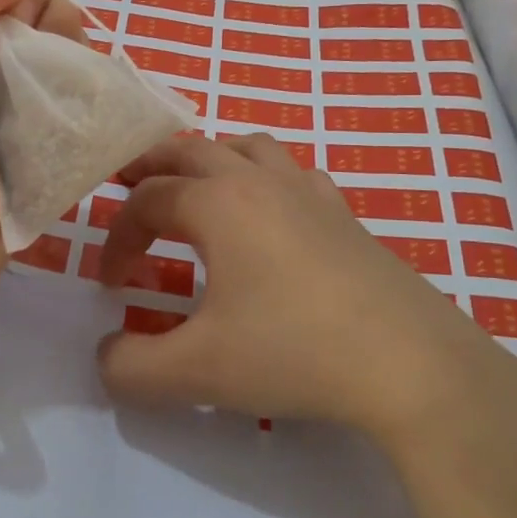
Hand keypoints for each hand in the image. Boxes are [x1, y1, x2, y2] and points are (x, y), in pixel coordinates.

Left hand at [0, 0, 85, 287]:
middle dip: (50, 15)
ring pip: (63, 33)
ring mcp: (13, 80)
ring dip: (70, 49)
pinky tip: (71, 103)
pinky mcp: (41, 115)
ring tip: (56, 88)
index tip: (12, 24)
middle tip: (38, 61)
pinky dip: (81, 79)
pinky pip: (75, 74)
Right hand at [97, 134, 506, 440]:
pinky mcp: (343, 213)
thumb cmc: (294, 352)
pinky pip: (292, 170)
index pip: (147, 203)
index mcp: (217, 203)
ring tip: (193, 186)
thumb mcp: (197, 371)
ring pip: (245, 145)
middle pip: (189, 150)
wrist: (411, 363)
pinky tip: (269, 210)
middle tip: (124, 182)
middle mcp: (258, 180)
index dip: (117, 239)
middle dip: (149, 166)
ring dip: (207, 157)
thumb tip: (106, 356)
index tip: (109, 284)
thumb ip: (132, 368)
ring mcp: (307, 191)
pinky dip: (263, 175)